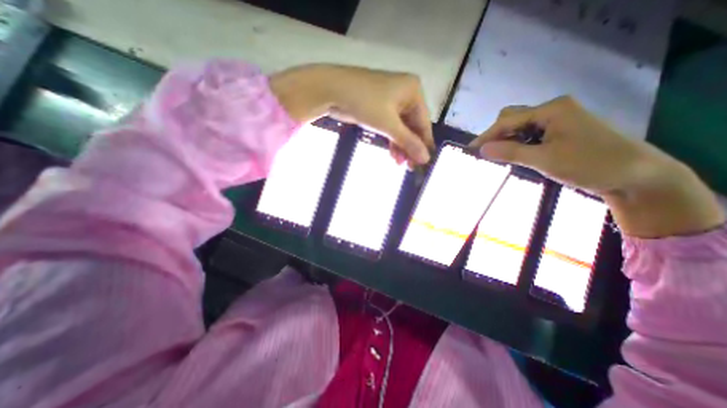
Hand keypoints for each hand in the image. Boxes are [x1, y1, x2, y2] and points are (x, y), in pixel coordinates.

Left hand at [271, 64, 430, 163]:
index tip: (424, 164)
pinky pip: (390, 127)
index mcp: (413, 91)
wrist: (332, 90)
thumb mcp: (389, 124)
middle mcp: (405, 94)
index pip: (424, 123)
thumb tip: (426, 159)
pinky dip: (391, 140)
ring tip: (400, 164)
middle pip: (412, 127)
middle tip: (410, 167)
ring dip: (400, 146)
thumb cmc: (365, 103)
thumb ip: (408, 142)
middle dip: (410, 147)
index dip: (424, 144)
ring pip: (401, 129)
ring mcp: (391, 101)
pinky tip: (393, 155)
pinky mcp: (379, 109)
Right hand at [469, 95, 723, 237]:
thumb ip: (510, 152)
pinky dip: (519, 144)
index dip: (486, 135)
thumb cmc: (589, 164)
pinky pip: (531, 134)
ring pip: (521, 127)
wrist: (635, 175)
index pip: (507, 120)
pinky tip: (517, 155)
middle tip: (487, 154)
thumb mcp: (544, 160)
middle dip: (496, 135)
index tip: (470, 150)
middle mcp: (553, 110)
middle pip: (513, 119)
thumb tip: (481, 149)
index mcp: (551, 110)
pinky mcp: (560, 131)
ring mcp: (558, 120)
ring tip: (499, 157)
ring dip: (507, 141)